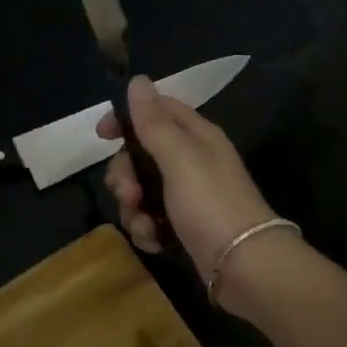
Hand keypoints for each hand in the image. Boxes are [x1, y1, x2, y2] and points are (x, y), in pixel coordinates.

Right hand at [99, 77, 280, 274]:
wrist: (245, 266)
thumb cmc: (211, 204)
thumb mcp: (179, 158)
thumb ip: (154, 122)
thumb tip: (138, 80)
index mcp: (196, 136)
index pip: (156, 111)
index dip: (126, 118)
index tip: (101, 135)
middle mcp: (191, 161)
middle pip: (140, 155)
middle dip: (125, 176)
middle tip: (129, 194)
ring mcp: (187, 196)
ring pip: (140, 191)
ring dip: (133, 209)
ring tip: (145, 225)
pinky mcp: (183, 226)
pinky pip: (150, 219)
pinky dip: (147, 230)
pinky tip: (154, 242)